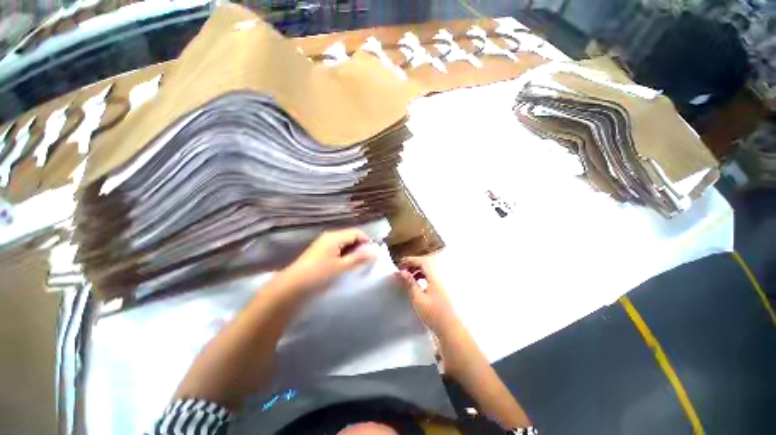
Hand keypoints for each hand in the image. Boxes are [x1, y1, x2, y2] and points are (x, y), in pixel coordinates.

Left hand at [279, 228, 376, 294]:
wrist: (292, 287)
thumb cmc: (319, 275)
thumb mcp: (342, 267)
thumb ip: (359, 258)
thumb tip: (376, 251)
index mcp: (335, 237)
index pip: (357, 232)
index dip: (367, 241)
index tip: (373, 255)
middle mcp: (330, 237)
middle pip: (351, 237)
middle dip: (361, 248)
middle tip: (366, 262)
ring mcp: (324, 245)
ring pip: (345, 244)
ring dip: (353, 253)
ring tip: (357, 266)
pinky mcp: (321, 253)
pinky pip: (338, 250)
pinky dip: (345, 256)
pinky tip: (346, 267)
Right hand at [396, 256, 460, 336]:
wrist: (449, 329)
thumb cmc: (433, 314)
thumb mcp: (418, 299)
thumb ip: (410, 284)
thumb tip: (401, 271)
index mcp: (434, 278)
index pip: (422, 262)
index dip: (411, 260)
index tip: (400, 264)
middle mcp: (438, 279)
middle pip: (425, 264)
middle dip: (413, 264)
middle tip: (402, 269)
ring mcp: (439, 285)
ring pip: (427, 271)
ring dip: (416, 270)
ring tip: (407, 276)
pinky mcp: (439, 291)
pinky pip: (428, 278)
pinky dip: (420, 277)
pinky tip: (415, 285)